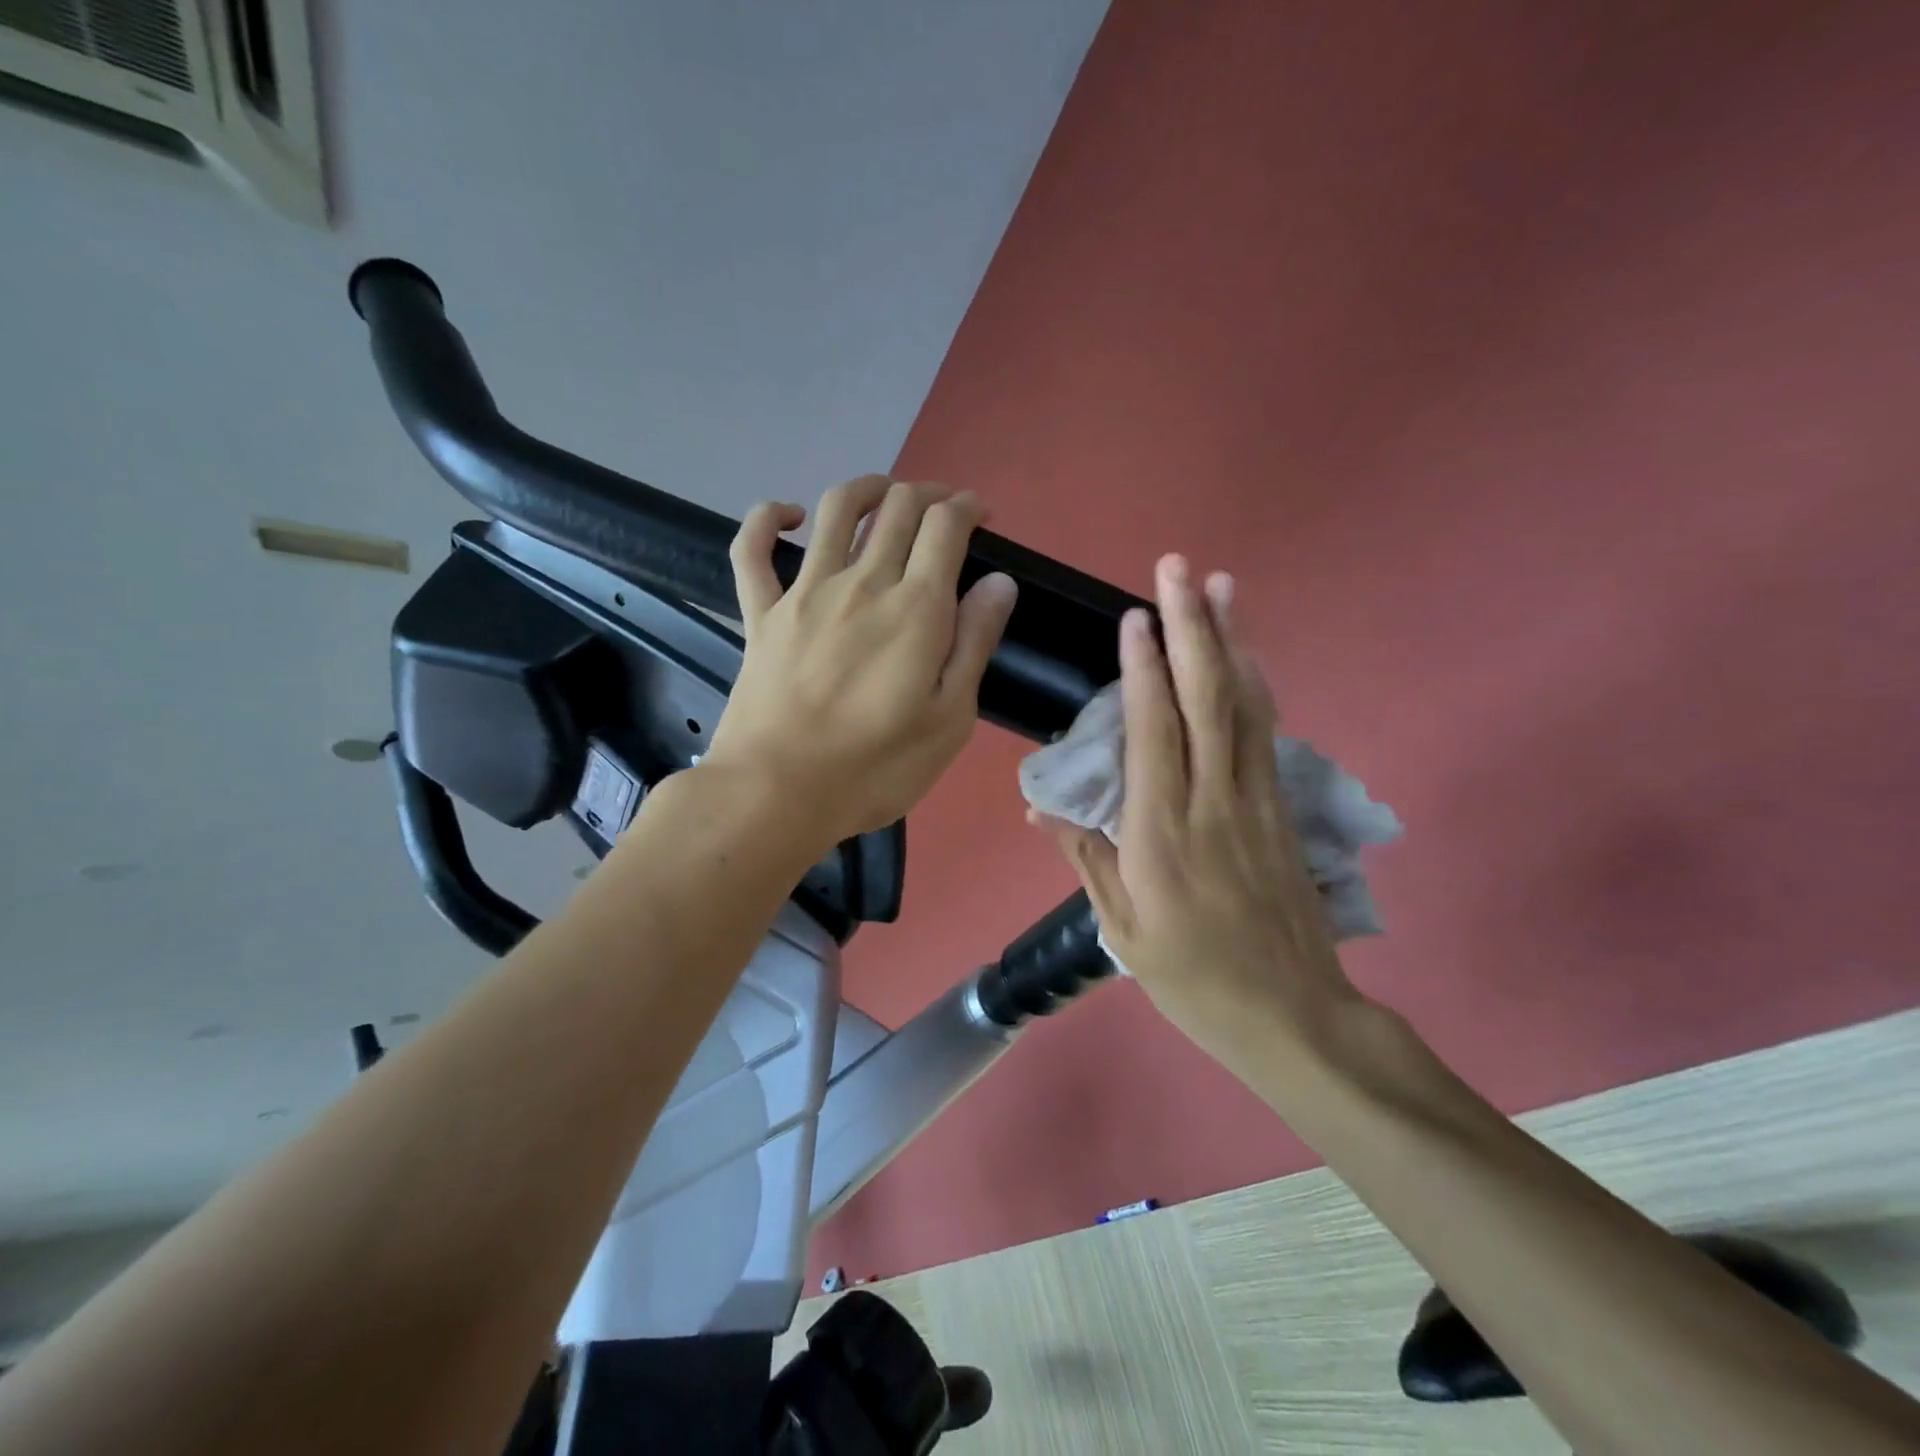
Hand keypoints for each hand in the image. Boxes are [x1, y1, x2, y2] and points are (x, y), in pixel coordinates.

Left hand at [704, 475, 1017, 848]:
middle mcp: (862, 583)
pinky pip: (751, 549)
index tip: (980, 515)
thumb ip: (974, 643)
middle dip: (929, 494)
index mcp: (915, 608)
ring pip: (836, 510)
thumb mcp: (949, 719)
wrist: (776, 792)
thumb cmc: (874, 767)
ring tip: (886, 494)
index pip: (945, 526)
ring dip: (868, 488)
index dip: (967, 507)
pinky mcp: (760, 613)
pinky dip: (767, 518)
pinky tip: (789, 516)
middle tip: (944, 510)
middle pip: (898, 508)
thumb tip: (998, 582)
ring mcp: (804, 593)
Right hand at [1034, 555, 1360, 1068]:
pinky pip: (1265, 734)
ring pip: (1245, 707)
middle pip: (1206, 701)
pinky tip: (1249, 655)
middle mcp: (1212, 803)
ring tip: (1222, 586)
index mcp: (1161, 835)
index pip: (1154, 734)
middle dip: (1192, 628)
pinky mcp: (1281, 809)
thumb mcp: (1121, 929)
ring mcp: (1255, 802)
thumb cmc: (1192, 978)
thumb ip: (1085, 857)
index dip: (1144, 670)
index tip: (1136, 616)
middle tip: (1180, 569)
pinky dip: (1256, 685)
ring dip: (1231, 641)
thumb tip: (1040, 806)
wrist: (1291, 1016)